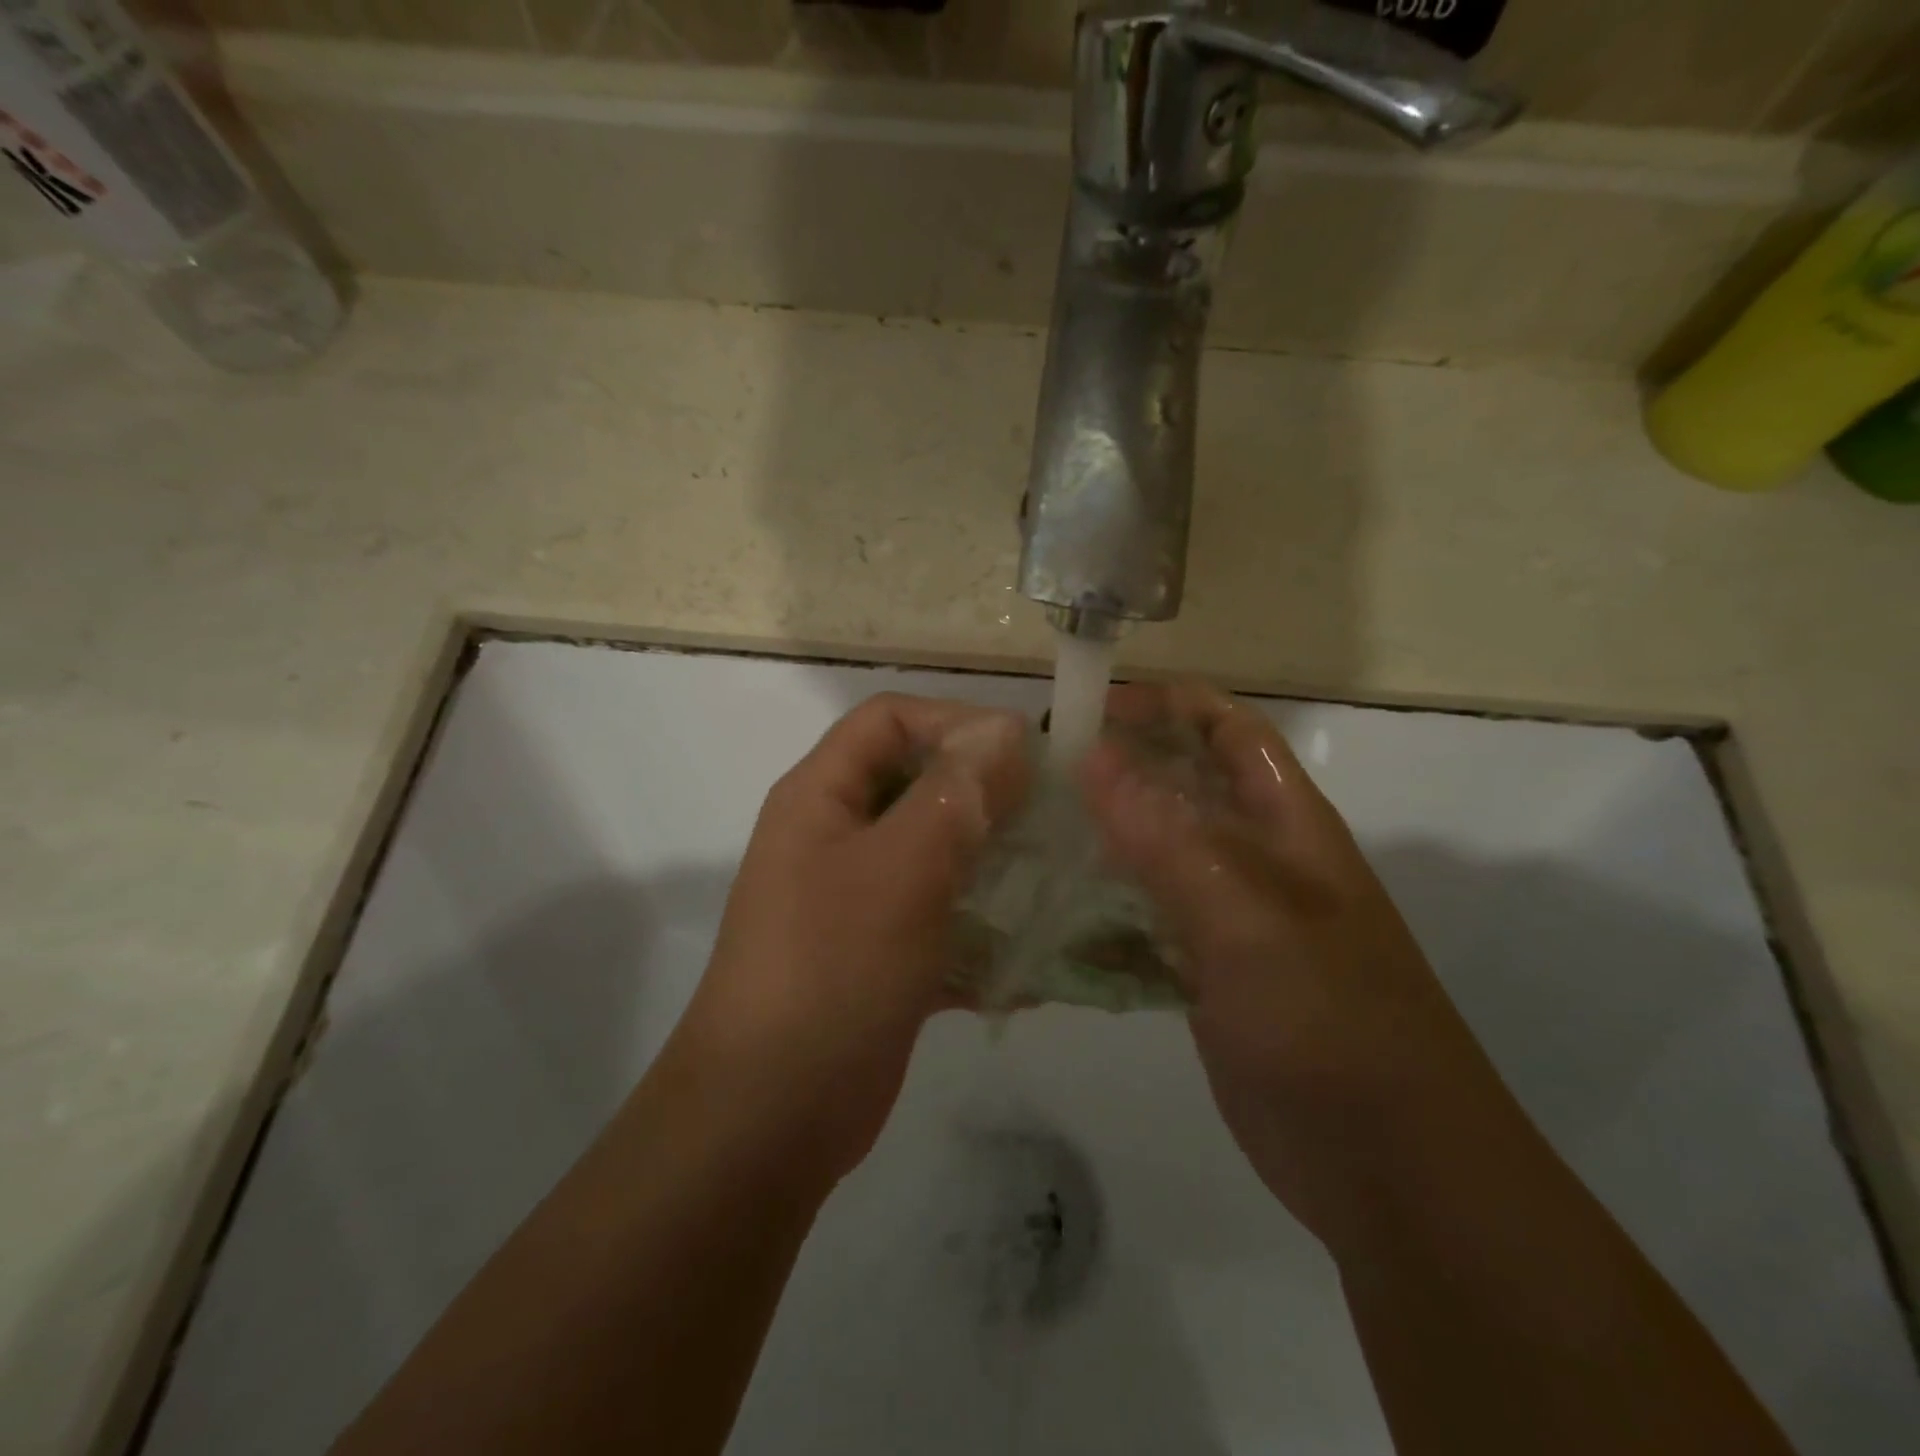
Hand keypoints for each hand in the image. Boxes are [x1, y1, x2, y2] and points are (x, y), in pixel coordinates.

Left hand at [667, 693, 1029, 1189]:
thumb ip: (955, 793)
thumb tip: (1006, 731)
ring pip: (935, 853)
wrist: (771, 1115)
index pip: (889, 719)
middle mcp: (836, 837)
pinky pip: (940, 916)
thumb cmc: (833, 969)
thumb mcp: (900, 867)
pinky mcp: (881, 953)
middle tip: (1054, 816)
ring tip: (1055, 877)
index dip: (956, 720)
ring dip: (992, 861)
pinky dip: (981, 927)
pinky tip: (1032, 953)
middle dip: (985, 793)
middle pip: (917, 783)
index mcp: (821, 797)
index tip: (1027, 753)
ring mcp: (857, 898)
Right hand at [1079, 681, 1519, 1248]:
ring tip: (1030, 838)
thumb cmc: (1331, 1026)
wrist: (1390, 1171)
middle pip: (1183, 790)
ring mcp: (1231, 921)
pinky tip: (1051, 924)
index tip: (1092, 707)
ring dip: (1102, 843)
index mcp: (1287, 827)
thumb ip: (1168, 838)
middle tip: (1038, 775)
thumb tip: (1093, 757)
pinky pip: (1146, 925)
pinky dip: (1102, 918)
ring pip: (1157, 857)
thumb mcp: (1247, 919)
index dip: (1168, 705)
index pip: (1229, 731)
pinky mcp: (1207, 974)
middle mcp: (1259, 862)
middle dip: (1120, 772)